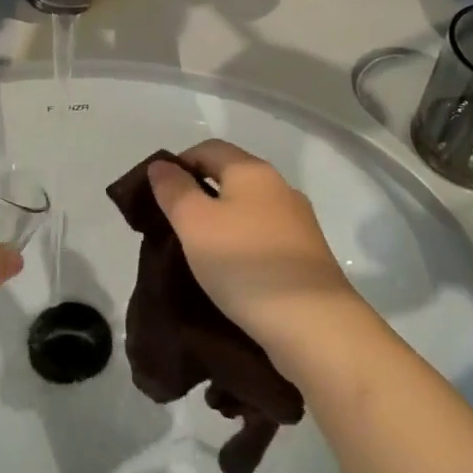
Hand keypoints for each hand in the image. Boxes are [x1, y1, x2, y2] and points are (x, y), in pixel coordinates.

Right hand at [147, 141, 366, 366]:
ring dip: (220, 223)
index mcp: (252, 170)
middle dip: (199, 194)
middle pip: (230, 177)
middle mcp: (279, 187)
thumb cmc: (246, 264)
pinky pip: (263, 238)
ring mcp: (298, 222)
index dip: (179, 163)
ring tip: (196, 253)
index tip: (157, 195)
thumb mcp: (195, 223)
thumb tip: (161, 165)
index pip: (208, 148)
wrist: (314, 324)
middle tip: (171, 226)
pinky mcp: (307, 256)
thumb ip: (174, 190)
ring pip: (247, 209)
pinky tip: (230, 273)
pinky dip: (241, 246)